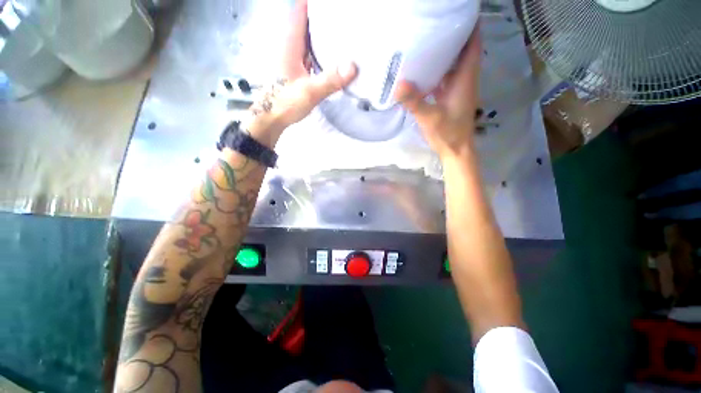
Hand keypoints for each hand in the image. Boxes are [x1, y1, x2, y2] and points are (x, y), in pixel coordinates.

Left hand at [246, 0, 356, 146]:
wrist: (271, 119)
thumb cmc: (285, 103)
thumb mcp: (309, 92)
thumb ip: (330, 80)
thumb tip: (353, 66)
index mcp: (290, 44)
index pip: (300, 12)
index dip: (313, 4)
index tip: (333, 5)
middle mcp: (290, 47)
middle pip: (305, 23)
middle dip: (322, 18)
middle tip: (343, 18)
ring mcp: (292, 60)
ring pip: (307, 39)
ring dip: (321, 34)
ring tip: (341, 32)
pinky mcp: (295, 71)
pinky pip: (309, 54)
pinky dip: (319, 51)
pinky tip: (331, 56)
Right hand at [395, 28, 481, 160]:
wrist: (455, 150)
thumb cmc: (448, 133)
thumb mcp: (430, 118)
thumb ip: (415, 102)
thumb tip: (397, 85)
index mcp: (465, 79)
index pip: (473, 45)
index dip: (471, 26)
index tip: (459, 12)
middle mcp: (464, 80)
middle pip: (463, 50)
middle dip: (453, 34)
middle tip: (436, 23)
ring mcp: (457, 88)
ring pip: (454, 63)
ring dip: (445, 51)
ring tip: (428, 39)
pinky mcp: (450, 97)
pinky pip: (446, 76)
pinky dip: (438, 69)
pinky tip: (424, 68)